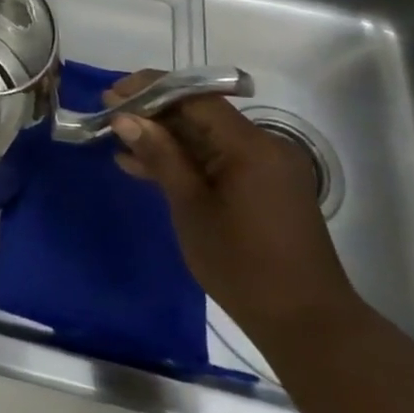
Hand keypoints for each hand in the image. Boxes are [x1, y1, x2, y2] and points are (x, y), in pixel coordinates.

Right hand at [107, 70, 358, 341]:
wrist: (305, 323)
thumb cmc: (242, 264)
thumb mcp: (190, 207)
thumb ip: (160, 156)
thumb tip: (124, 117)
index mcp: (251, 146)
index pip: (196, 98)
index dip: (150, 89)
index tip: (111, 94)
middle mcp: (263, 147)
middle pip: (201, 114)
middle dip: (153, 112)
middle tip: (107, 115)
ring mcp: (265, 169)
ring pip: (206, 137)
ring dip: (164, 137)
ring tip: (118, 140)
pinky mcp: (262, 188)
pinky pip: (217, 160)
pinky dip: (184, 160)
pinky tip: (143, 167)